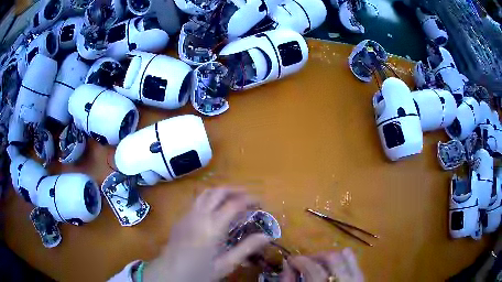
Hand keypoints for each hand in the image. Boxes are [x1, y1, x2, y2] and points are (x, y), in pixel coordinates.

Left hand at [143, 189, 270, 281]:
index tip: (261, 203)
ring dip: (222, 191)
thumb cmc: (199, 271)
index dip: (250, 199)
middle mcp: (199, 215)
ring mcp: (188, 214)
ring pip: (206, 193)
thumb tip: (267, 236)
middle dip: (236, 189)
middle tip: (249, 196)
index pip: (234, 203)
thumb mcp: (225, 264)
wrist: (169, 272)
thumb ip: (246, 249)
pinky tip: (215, 209)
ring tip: (234, 198)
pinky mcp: (181, 218)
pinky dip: (210, 197)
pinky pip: (197, 200)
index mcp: (212, 226)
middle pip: (218, 192)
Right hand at [280, 248, 363, 281]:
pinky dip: (346, 259)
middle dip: (315, 256)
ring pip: (346, 257)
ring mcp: (355, 281)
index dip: (299, 260)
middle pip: (331, 258)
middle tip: (304, 262)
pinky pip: (356, 264)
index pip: (312, 268)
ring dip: (329, 257)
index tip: (290, 261)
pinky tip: (336, 264)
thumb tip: (287, 265)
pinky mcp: (362, 281)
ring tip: (319, 264)